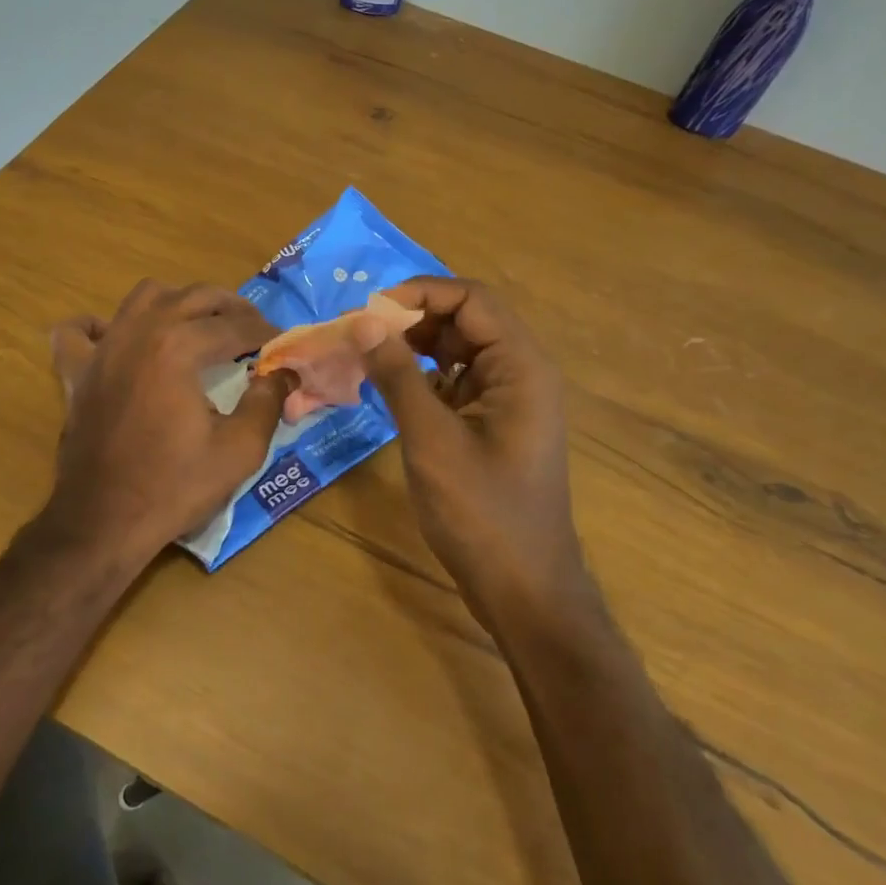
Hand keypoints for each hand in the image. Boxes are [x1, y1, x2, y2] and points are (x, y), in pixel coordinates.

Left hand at [45, 280, 290, 566]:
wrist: (103, 523)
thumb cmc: (174, 487)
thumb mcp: (239, 450)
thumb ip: (267, 402)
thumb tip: (285, 373)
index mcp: (178, 348)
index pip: (233, 326)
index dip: (264, 333)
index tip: (282, 344)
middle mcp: (139, 333)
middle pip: (193, 297)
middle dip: (230, 307)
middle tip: (253, 329)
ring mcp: (103, 349)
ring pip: (143, 297)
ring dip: (177, 302)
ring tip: (198, 325)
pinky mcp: (77, 372)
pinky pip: (78, 331)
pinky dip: (98, 326)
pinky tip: (116, 335)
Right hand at [360, 277, 586, 614]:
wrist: (524, 590)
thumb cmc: (482, 514)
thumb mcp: (431, 439)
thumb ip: (398, 374)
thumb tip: (363, 321)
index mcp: (521, 366)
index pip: (471, 299)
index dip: (419, 294)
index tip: (369, 311)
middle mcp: (521, 372)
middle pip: (466, 319)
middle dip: (412, 319)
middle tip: (361, 335)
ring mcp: (509, 398)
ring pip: (459, 349)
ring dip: (415, 346)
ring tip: (367, 356)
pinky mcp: (494, 422)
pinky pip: (457, 380)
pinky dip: (424, 376)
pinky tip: (390, 387)